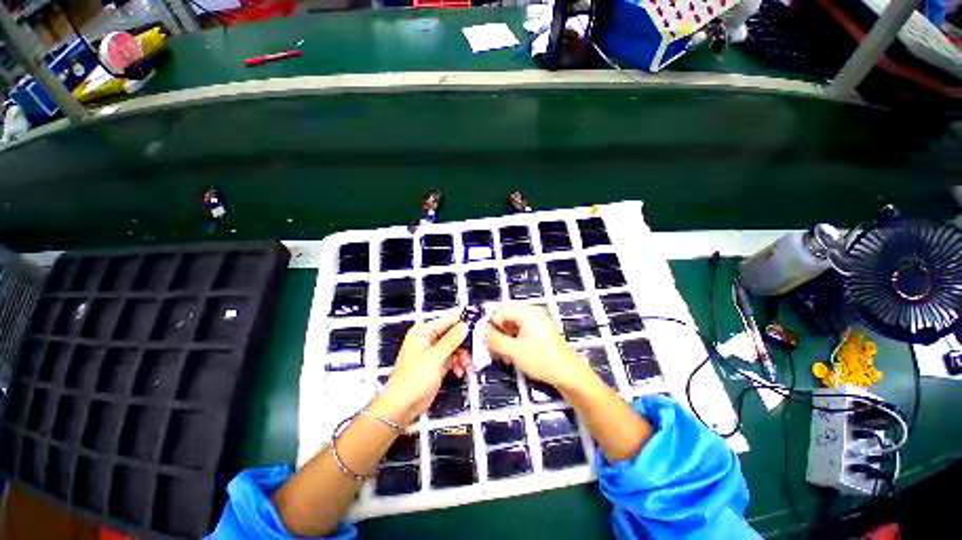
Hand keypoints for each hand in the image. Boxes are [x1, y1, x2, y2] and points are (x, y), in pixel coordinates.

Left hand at [373, 312, 469, 424]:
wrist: (403, 406)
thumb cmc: (412, 379)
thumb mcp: (435, 357)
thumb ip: (451, 340)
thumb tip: (464, 326)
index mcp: (423, 332)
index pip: (447, 320)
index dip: (463, 322)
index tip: (478, 325)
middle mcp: (428, 339)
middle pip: (453, 333)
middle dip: (464, 343)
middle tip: (476, 349)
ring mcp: (433, 352)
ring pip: (455, 347)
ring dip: (462, 355)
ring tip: (466, 365)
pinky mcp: (437, 363)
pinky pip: (452, 357)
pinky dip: (458, 363)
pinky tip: (459, 371)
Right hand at [485, 304, 589, 388]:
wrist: (569, 375)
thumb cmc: (542, 360)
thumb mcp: (514, 351)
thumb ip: (495, 340)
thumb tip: (482, 332)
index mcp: (528, 313)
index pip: (501, 311)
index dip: (491, 325)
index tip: (486, 340)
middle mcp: (533, 314)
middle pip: (507, 317)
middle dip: (498, 333)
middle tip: (494, 348)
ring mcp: (538, 323)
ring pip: (513, 326)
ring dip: (505, 339)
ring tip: (504, 355)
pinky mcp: (540, 333)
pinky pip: (521, 332)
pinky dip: (514, 342)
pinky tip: (512, 356)